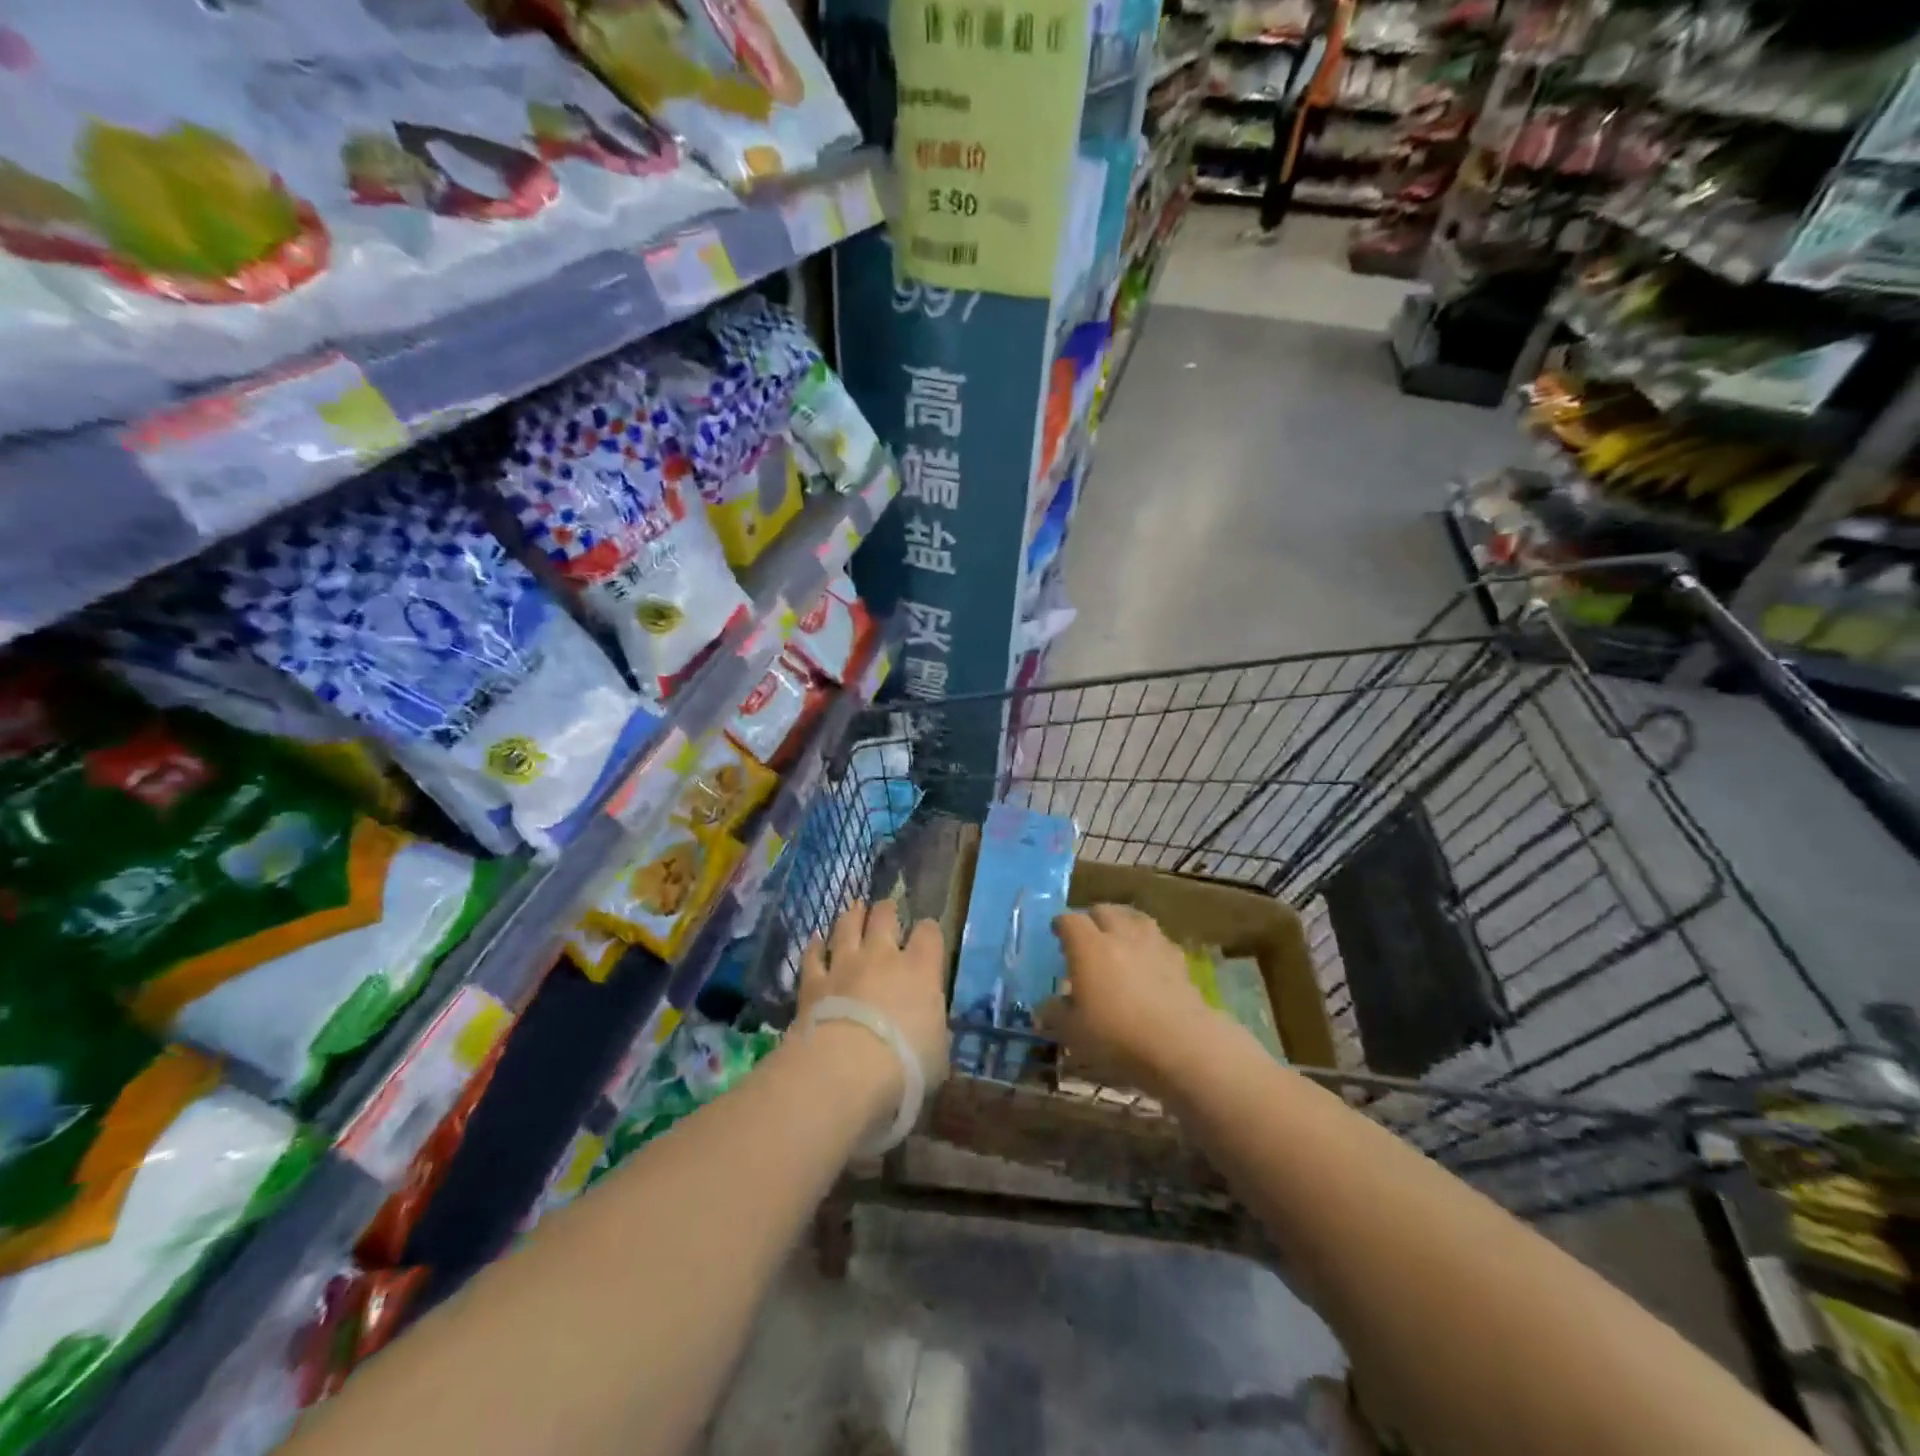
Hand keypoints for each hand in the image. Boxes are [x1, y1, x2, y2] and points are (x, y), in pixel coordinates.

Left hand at [798, 900, 949, 1090]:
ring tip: (854, 909)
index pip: (929, 933)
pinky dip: (815, 947)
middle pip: (885, 916)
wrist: (846, 1070)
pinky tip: (815, 941)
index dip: (928, 930)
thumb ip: (934, 1032)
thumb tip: (934, 1034)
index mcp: (920, 970)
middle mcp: (882, 957)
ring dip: (852, 916)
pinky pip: (813, 956)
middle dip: (887, 910)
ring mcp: (845, 965)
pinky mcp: (813, 982)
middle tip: (886, 909)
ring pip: (847, 926)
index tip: (927, 934)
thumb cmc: (906, 1065)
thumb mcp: (937, 1053)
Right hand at [1042, 904, 1221, 1098]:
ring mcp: (1153, 943)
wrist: (1181, 1044)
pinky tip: (1147, 960)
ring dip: (1123, 923)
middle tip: (1087, 937)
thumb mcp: (1072, 1032)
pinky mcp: (1179, 959)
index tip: (1056, 934)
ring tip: (1119, 939)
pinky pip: (1158, 939)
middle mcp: (1119, 934)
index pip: (1069, 920)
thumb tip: (1047, 1006)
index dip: (1060, 925)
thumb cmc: (1117, 1036)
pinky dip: (1148, 943)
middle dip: (1091, 918)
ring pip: (1135, 918)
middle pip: (1103, 910)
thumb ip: (1056, 1014)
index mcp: (1088, 946)